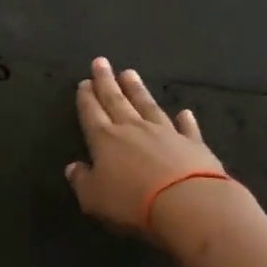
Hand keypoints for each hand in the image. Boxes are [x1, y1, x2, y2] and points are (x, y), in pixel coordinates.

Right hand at [65, 57, 238, 238]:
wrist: (188, 203)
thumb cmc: (132, 202)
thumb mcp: (94, 198)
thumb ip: (81, 181)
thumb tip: (73, 167)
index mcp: (105, 140)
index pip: (91, 113)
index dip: (86, 98)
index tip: (84, 82)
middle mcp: (133, 129)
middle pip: (116, 100)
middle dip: (106, 82)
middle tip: (101, 62)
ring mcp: (165, 133)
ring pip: (148, 106)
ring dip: (138, 90)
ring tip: (130, 73)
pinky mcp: (193, 144)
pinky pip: (186, 128)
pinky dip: (185, 120)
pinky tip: (184, 112)